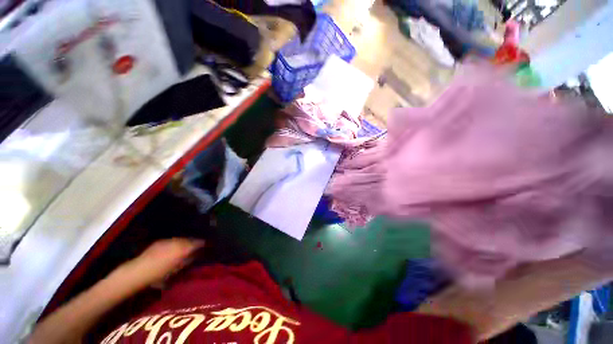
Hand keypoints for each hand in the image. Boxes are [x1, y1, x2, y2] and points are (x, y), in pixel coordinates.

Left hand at [118, 238, 204, 286]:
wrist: (138, 272)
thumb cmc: (159, 275)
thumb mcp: (177, 269)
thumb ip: (188, 260)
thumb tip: (197, 255)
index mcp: (183, 248)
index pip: (197, 243)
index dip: (203, 244)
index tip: (207, 246)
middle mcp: (177, 241)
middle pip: (190, 239)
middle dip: (194, 242)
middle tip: (198, 247)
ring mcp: (168, 240)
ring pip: (182, 239)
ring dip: (186, 242)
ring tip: (188, 247)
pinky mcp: (160, 241)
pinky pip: (173, 240)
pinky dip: (177, 243)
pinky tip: (175, 248)